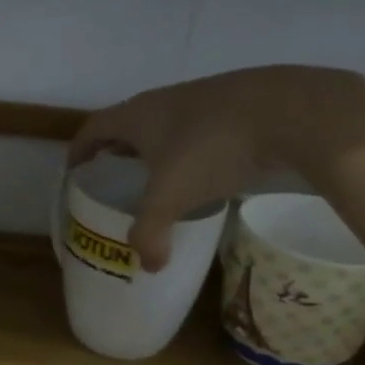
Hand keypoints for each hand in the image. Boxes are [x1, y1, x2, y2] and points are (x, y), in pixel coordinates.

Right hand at [68, 66, 364, 270]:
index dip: (79, 150)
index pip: (93, 128)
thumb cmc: (212, 148)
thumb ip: (151, 232)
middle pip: (126, 124)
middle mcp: (163, 101)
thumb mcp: (172, 196)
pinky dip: (190, 148)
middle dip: (116, 152)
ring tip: (160, 180)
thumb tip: (147, 266)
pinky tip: (207, 171)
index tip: (74, 171)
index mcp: (136, 116)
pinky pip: (198, 128)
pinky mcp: (236, 105)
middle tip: (115, 181)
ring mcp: (202, 98)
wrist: (289, 110)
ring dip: (155, 150)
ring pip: (165, 125)